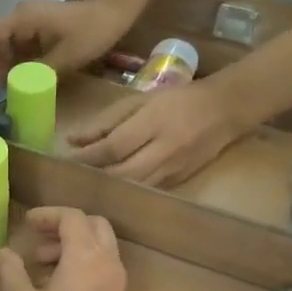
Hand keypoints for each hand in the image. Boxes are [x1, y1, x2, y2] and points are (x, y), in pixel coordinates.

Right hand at [0, 0, 135, 80]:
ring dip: (10, 67)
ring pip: (9, 46)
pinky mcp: (42, 28)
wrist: (118, 11)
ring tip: (15, 88)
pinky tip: (29, 79)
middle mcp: (22, 16)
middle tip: (3, 90)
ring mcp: (32, 21)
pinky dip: (23, 62)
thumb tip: (17, 88)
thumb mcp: (65, 57)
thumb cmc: (92, 31)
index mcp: (23, 18)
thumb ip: (37, 72)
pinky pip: (24, 46)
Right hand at [0, 208, 126, 290]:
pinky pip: (102, 264)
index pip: (72, 218)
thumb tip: (4, 254)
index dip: (48, 215)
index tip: (27, 223)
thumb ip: (11, 272)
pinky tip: (57, 283)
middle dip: (65, 225)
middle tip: (38, 237)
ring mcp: (116, 280)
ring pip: (100, 244)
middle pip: (93, 225)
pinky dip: (82, 260)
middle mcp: (107, 262)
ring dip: (73, 243)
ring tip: (41, 263)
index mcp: (86, 256)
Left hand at [68, 81, 252, 187]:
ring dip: (107, 187)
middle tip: (72, 175)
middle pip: (121, 173)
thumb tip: (72, 139)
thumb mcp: (139, 100)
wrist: (226, 110)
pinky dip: (125, 190)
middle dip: (94, 175)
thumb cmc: (177, 100)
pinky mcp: (178, 182)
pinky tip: (109, 187)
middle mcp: (164, 149)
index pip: (113, 147)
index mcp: (153, 123)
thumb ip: (105, 121)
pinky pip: (145, 190)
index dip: (87, 156)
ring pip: (133, 186)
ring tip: (86, 182)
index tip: (66, 159)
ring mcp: (173, 169)